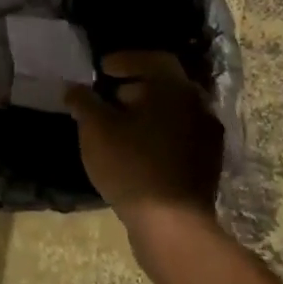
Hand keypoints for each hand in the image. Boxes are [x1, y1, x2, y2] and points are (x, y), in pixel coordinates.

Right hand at [66, 51, 223, 218]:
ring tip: (120, 125)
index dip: (126, 60)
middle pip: (166, 85)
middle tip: (110, 96)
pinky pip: (181, 135)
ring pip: (175, 111)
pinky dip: (160, 133)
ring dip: (149, 111)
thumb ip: (83, 101)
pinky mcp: (208, 163)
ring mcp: (208, 137)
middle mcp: (198, 106)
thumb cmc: (131, 165)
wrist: (172, 224)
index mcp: (174, 89)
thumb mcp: (95, 128)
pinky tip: (137, 149)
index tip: (103, 70)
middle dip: (136, 86)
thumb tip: (74, 89)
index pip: (153, 59)